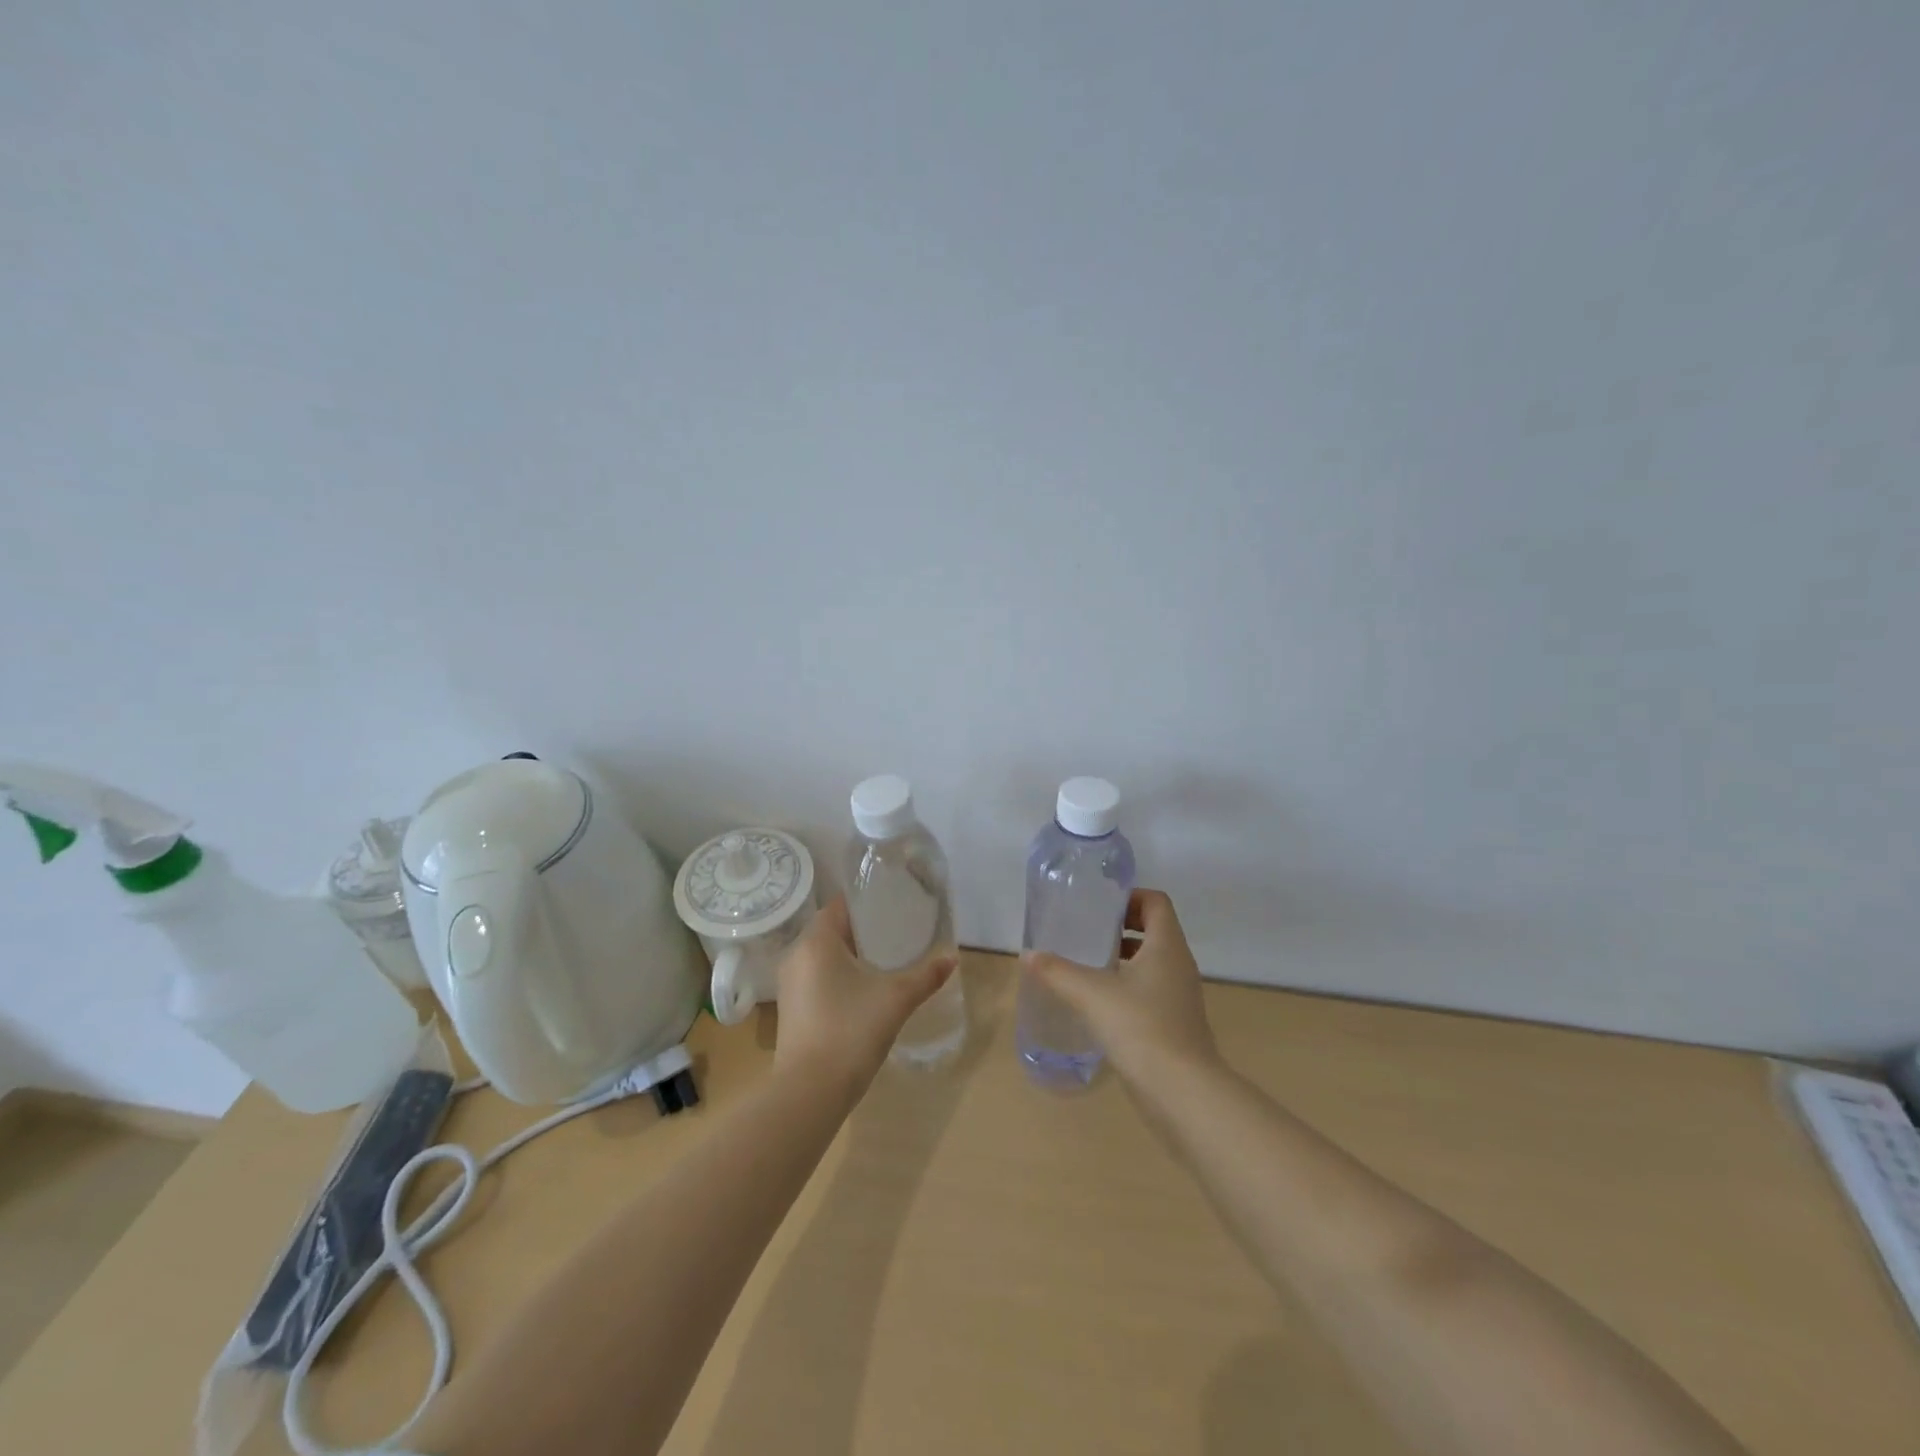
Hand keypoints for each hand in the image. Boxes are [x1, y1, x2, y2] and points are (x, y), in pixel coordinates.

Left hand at [772, 897, 956, 1089]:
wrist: (810, 1092)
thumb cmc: (851, 1031)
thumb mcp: (896, 999)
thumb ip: (925, 976)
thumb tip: (952, 958)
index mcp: (816, 941)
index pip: (840, 906)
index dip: (867, 903)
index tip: (893, 904)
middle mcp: (796, 955)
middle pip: (831, 929)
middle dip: (862, 930)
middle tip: (897, 932)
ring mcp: (789, 984)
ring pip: (823, 956)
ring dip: (850, 955)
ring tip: (884, 959)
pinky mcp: (790, 1009)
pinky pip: (816, 978)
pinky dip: (838, 976)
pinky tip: (863, 990)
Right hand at [1024, 889, 1218, 1079]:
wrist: (1182, 1091)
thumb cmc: (1140, 1027)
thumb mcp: (1091, 993)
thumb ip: (1057, 971)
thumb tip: (1028, 955)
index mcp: (1167, 946)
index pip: (1156, 902)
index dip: (1130, 897)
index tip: (1099, 907)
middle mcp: (1179, 965)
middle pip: (1155, 930)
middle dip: (1121, 927)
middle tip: (1086, 933)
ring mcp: (1181, 997)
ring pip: (1153, 963)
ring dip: (1125, 958)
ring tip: (1088, 966)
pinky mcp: (1176, 1025)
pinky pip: (1153, 991)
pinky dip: (1130, 988)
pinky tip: (1101, 1005)